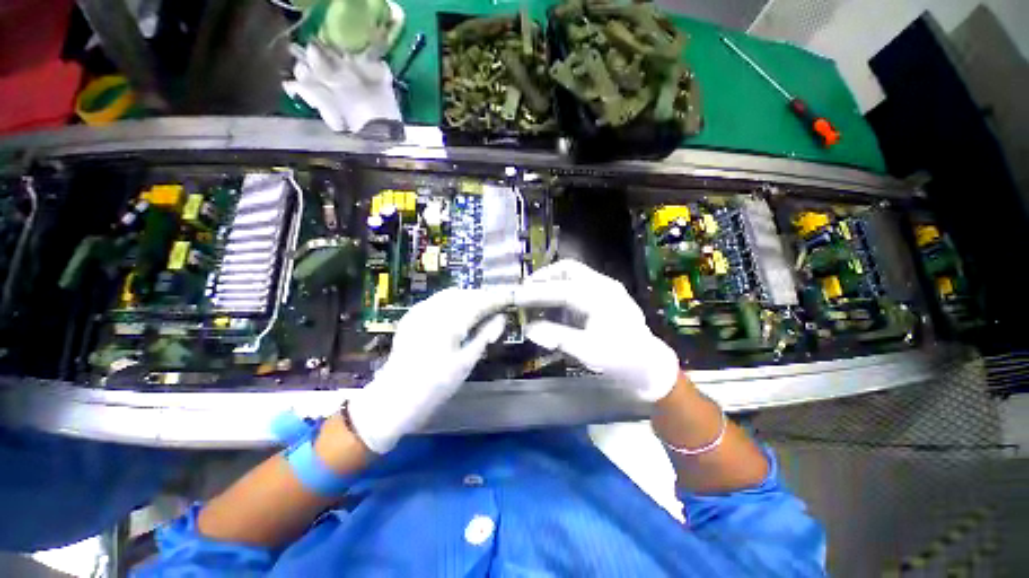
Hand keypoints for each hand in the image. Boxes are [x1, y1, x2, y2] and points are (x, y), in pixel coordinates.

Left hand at [348, 288, 509, 453]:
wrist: (395, 397)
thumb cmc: (436, 385)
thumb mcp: (466, 363)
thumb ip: (485, 336)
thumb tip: (501, 318)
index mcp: (449, 323)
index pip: (478, 302)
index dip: (495, 299)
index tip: (508, 299)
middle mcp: (434, 311)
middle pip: (464, 294)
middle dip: (482, 297)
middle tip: (496, 306)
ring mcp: (420, 311)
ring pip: (450, 294)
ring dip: (468, 297)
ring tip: (480, 308)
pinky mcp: (412, 316)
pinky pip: (437, 300)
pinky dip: (452, 301)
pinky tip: (457, 312)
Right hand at [514, 260, 679, 402]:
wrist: (649, 365)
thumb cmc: (621, 359)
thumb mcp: (588, 351)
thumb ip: (557, 337)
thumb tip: (528, 328)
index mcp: (601, 297)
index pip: (562, 289)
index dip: (536, 293)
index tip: (515, 297)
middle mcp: (603, 285)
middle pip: (567, 269)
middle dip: (543, 278)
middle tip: (525, 292)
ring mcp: (605, 287)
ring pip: (571, 273)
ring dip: (550, 282)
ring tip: (534, 297)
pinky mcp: (603, 294)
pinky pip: (576, 284)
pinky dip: (559, 290)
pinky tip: (551, 305)